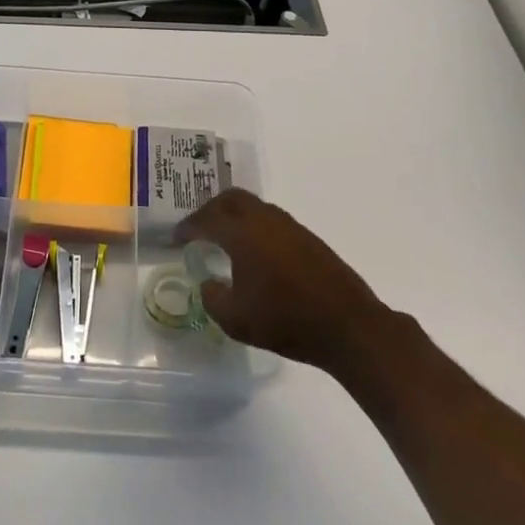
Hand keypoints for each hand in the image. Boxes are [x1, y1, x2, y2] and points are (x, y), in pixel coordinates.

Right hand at [175, 189, 387, 371]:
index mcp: (243, 233)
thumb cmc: (286, 321)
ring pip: (254, 207)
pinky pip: (271, 220)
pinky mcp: (308, 239)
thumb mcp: (236, 319)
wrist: (348, 326)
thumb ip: (213, 298)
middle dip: (210, 210)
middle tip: (198, 229)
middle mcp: (265, 220)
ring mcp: (290, 227)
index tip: (176, 238)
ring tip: (224, 239)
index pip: (207, 219)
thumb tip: (208, 283)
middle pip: (231, 199)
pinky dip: (254, 227)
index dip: (187, 227)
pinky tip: (255, 252)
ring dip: (235, 216)